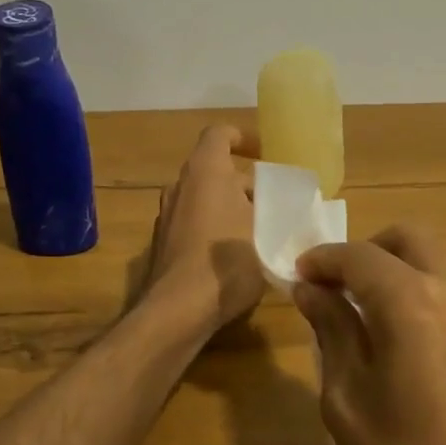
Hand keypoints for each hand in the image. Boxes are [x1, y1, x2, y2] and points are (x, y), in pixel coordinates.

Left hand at [138, 124, 266, 332]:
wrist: (178, 310)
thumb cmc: (227, 262)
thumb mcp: (267, 234)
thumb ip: (276, 215)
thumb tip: (283, 211)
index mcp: (205, 172)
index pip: (219, 134)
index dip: (242, 137)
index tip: (264, 154)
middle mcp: (179, 186)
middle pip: (213, 170)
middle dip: (244, 183)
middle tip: (273, 204)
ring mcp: (166, 216)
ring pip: (203, 199)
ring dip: (229, 207)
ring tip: (259, 231)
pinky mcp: (162, 244)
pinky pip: (193, 224)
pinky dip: (213, 229)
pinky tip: (234, 257)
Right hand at [292, 226, 445, 444]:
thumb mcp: (349, 407)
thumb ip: (332, 334)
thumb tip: (312, 291)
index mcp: (415, 303)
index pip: (359, 257)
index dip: (322, 260)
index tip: (298, 275)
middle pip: (410, 240)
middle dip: (367, 252)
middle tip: (335, 288)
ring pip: (443, 262)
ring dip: (402, 271)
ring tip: (369, 315)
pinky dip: (431, 294)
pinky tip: (412, 341)